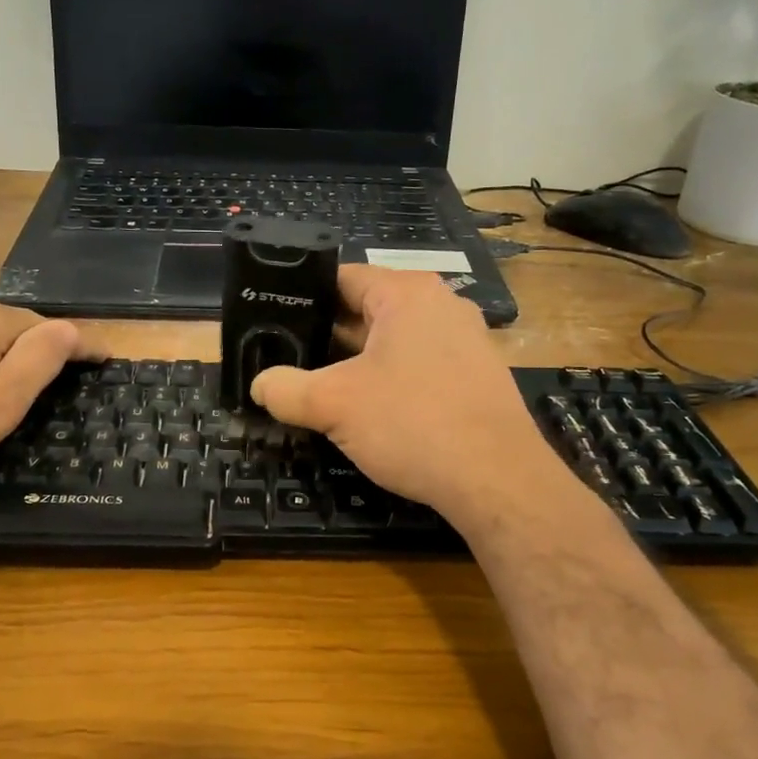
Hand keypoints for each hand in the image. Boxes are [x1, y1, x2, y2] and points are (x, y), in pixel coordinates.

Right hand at [250, 266, 573, 527]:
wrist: (498, 480)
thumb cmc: (412, 423)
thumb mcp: (334, 404)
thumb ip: (285, 389)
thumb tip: (259, 385)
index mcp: (406, 293)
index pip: (341, 278)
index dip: (301, 299)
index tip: (272, 325)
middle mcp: (440, 304)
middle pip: (366, 309)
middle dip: (326, 337)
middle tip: (287, 361)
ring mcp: (464, 340)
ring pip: (392, 341)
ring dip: (356, 362)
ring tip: (319, 388)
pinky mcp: (476, 375)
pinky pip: (419, 364)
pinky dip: (390, 380)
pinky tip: (370, 411)